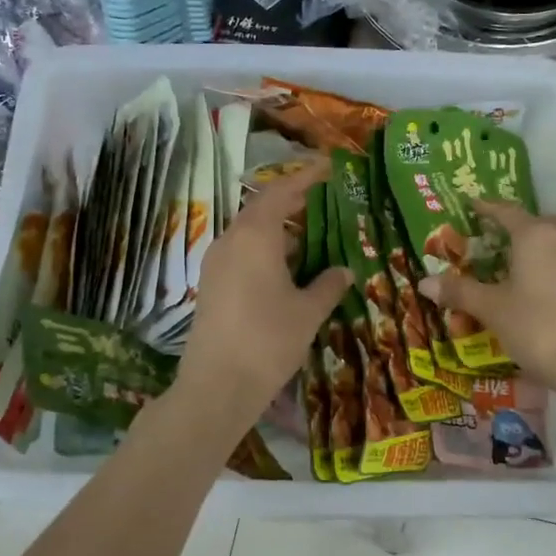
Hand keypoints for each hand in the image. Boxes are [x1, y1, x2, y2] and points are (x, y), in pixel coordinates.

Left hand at [173, 159, 352, 427]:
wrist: (216, 387)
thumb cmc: (268, 341)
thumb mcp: (308, 312)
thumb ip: (328, 284)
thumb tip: (344, 270)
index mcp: (255, 236)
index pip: (281, 192)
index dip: (306, 177)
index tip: (328, 168)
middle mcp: (230, 240)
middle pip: (261, 208)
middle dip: (291, 201)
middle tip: (322, 200)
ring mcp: (216, 263)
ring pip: (249, 232)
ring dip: (277, 228)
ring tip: (309, 234)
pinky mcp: (211, 285)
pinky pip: (241, 253)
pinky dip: (264, 250)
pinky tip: (285, 268)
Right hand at [418, 199, 555, 383]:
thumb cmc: (537, 327)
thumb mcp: (492, 309)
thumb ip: (459, 291)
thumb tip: (425, 282)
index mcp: (535, 235)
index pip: (506, 211)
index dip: (487, 207)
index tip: (471, 205)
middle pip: (537, 221)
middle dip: (516, 225)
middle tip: (494, 237)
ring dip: (537, 244)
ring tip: (516, 262)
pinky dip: (552, 263)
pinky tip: (540, 285)